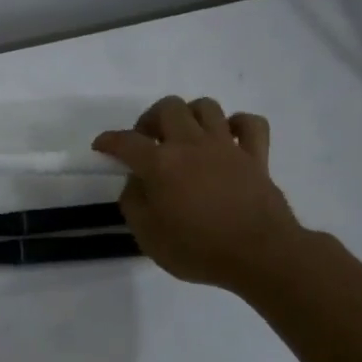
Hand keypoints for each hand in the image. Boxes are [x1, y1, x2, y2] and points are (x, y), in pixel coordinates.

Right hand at [93, 96, 309, 293]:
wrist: (260, 255)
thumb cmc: (199, 250)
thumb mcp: (149, 237)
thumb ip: (134, 204)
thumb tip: (135, 182)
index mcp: (161, 164)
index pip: (126, 141)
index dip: (109, 141)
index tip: (101, 146)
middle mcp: (191, 145)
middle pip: (168, 107)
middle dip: (151, 119)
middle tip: (147, 141)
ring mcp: (227, 146)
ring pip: (206, 107)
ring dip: (190, 115)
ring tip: (185, 136)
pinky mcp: (256, 156)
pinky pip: (250, 124)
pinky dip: (238, 124)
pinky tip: (228, 137)